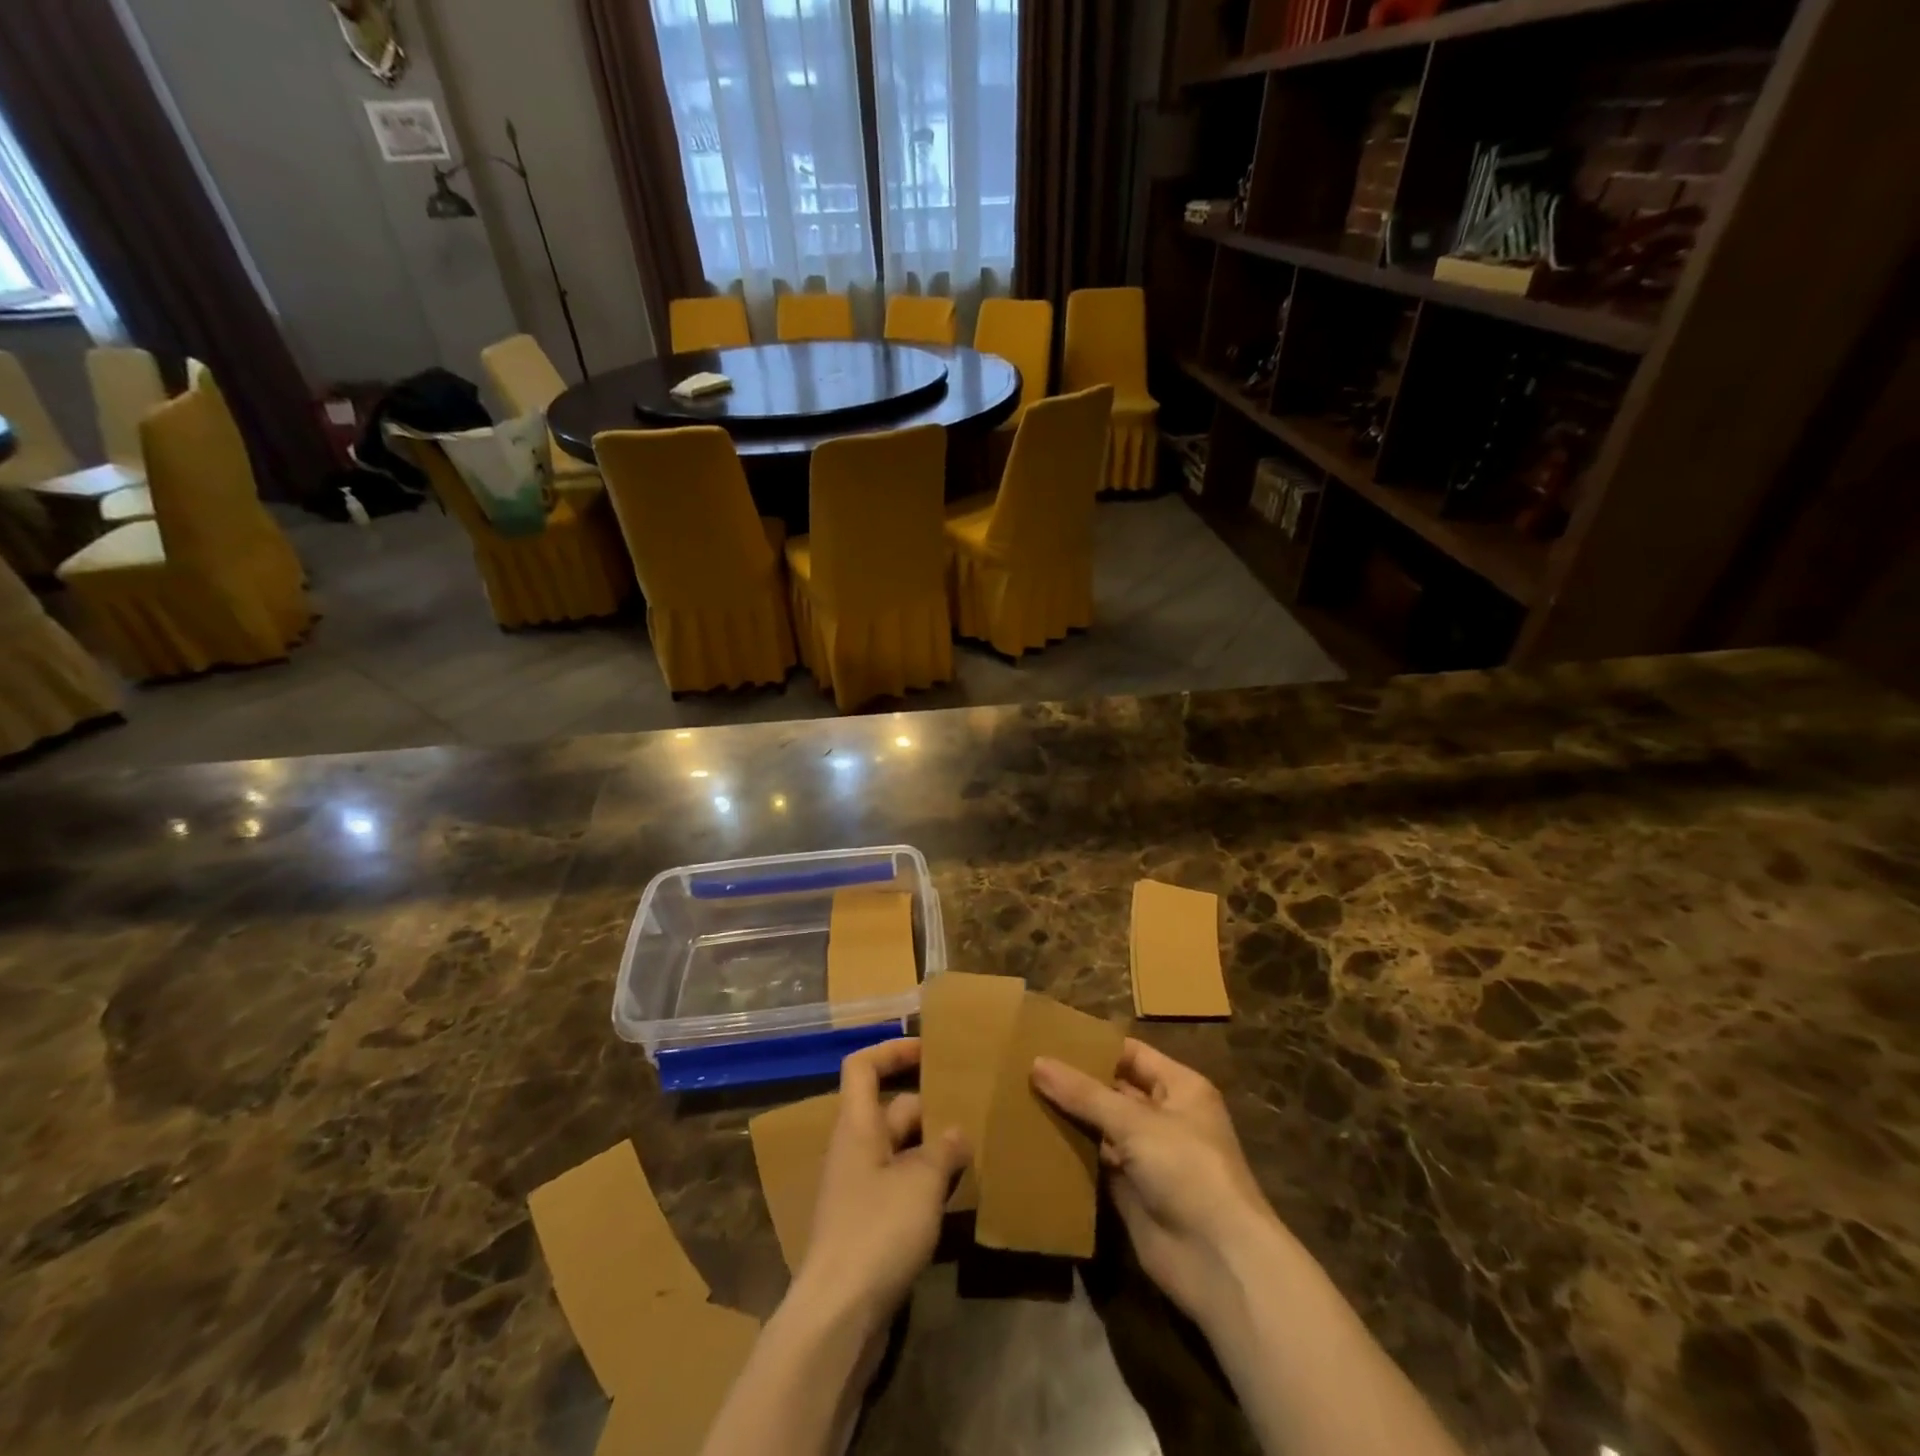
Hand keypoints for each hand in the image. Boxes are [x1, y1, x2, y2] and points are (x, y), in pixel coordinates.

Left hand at [794, 1038, 968, 1332]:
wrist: (837, 1317)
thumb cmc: (876, 1231)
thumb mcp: (921, 1183)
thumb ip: (943, 1150)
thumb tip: (957, 1133)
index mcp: (857, 1126)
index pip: (863, 1067)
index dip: (892, 1050)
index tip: (930, 1049)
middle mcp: (855, 1149)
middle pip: (891, 1109)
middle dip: (930, 1107)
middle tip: (973, 1109)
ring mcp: (859, 1189)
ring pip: (900, 1150)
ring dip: (933, 1148)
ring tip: (975, 1149)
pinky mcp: (868, 1225)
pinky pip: (901, 1185)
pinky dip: (926, 1183)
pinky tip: (958, 1196)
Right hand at [1033, 1039, 1277, 1325]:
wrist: (1218, 1261)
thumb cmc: (1187, 1170)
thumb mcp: (1135, 1123)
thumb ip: (1085, 1094)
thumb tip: (1037, 1062)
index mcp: (1179, 1088)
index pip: (1130, 1054)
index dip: (1094, 1046)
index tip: (1049, 1036)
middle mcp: (1164, 1117)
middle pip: (1113, 1090)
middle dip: (1075, 1082)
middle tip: (1025, 1066)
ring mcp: (1147, 1156)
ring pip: (1101, 1127)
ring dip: (1069, 1117)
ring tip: (1020, 1096)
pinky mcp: (1131, 1192)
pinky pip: (1096, 1163)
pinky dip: (1071, 1154)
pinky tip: (1034, 1140)